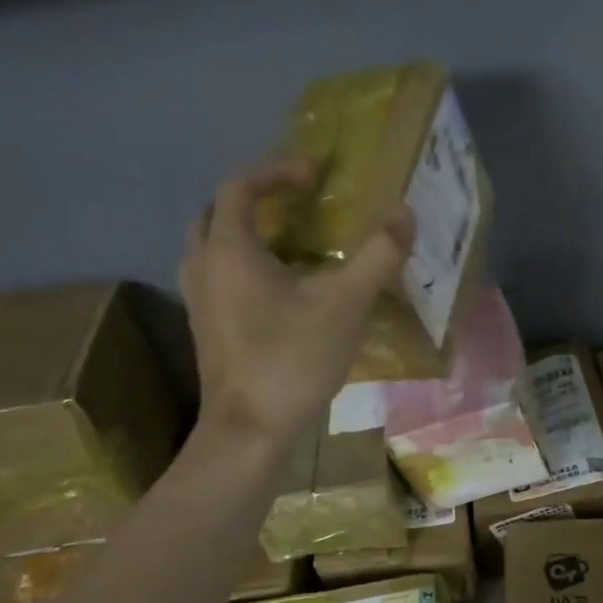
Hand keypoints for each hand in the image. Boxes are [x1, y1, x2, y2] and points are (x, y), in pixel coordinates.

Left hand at [179, 157, 410, 445]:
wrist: (249, 431)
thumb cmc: (292, 360)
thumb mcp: (345, 304)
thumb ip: (378, 256)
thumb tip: (404, 212)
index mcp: (229, 250)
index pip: (240, 186)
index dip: (276, 172)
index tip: (314, 176)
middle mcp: (203, 267)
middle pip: (217, 213)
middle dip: (254, 198)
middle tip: (294, 204)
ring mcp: (198, 300)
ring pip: (212, 247)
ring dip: (245, 233)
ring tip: (288, 242)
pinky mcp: (206, 328)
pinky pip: (217, 276)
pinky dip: (243, 265)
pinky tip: (280, 289)